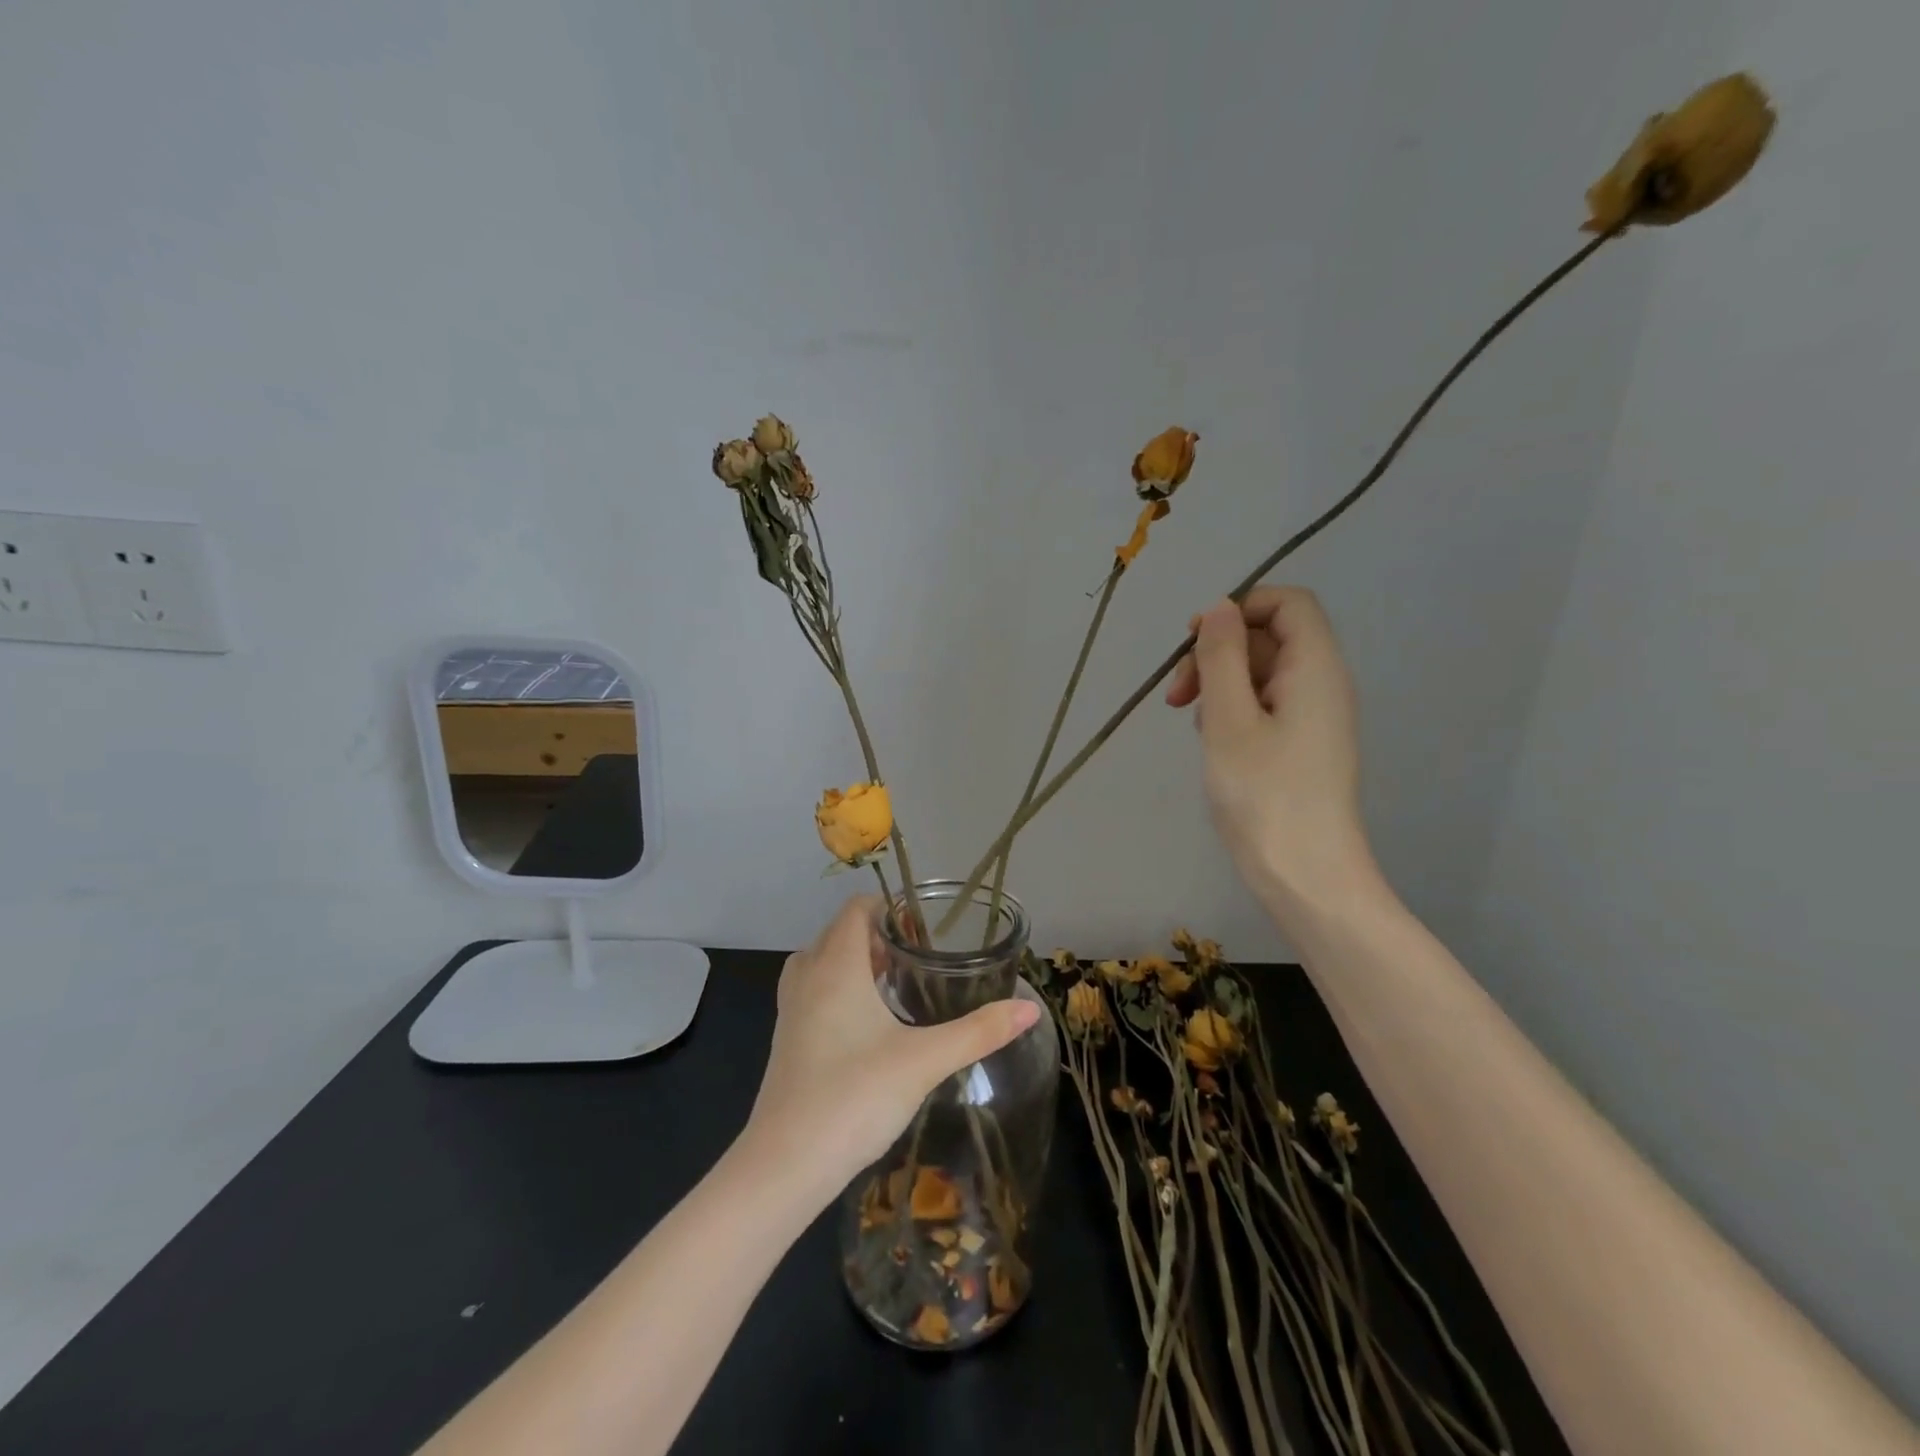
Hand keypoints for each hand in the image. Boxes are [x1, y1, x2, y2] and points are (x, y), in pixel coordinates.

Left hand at [744, 897, 1039, 1196]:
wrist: (784, 1165)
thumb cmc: (854, 1097)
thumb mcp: (924, 1061)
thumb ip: (979, 1032)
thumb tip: (1030, 1009)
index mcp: (836, 966)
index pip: (857, 908)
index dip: (890, 907)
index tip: (926, 926)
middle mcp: (807, 977)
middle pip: (840, 931)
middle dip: (878, 934)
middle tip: (920, 954)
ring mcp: (791, 1009)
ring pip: (822, 961)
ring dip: (856, 960)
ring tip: (897, 982)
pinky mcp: (786, 1039)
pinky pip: (813, 990)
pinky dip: (840, 987)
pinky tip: (869, 1023)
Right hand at [1166, 587, 1373, 912]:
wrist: (1305, 875)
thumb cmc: (1264, 794)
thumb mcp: (1228, 720)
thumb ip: (1221, 658)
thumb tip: (1219, 608)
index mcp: (1315, 668)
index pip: (1288, 603)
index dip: (1239, 608)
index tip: (1195, 641)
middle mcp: (1322, 684)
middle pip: (1269, 637)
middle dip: (1217, 653)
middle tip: (1177, 695)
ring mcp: (1313, 718)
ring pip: (1261, 674)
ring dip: (1218, 685)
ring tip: (1193, 723)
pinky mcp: (1301, 746)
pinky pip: (1264, 706)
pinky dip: (1232, 711)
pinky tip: (1212, 743)